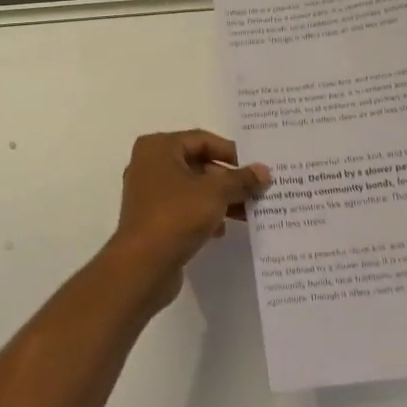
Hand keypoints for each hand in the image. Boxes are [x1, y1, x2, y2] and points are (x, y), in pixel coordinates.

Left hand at [108, 130, 269, 311]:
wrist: (142, 266)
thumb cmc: (177, 215)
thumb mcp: (216, 193)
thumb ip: (241, 180)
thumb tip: (264, 171)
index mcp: (158, 147)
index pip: (202, 140)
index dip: (231, 152)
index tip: (256, 167)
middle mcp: (149, 165)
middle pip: (198, 164)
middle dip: (228, 179)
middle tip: (257, 190)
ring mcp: (149, 194)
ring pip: (192, 189)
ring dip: (220, 198)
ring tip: (249, 211)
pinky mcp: (152, 220)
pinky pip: (184, 209)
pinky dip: (204, 215)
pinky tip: (222, 229)